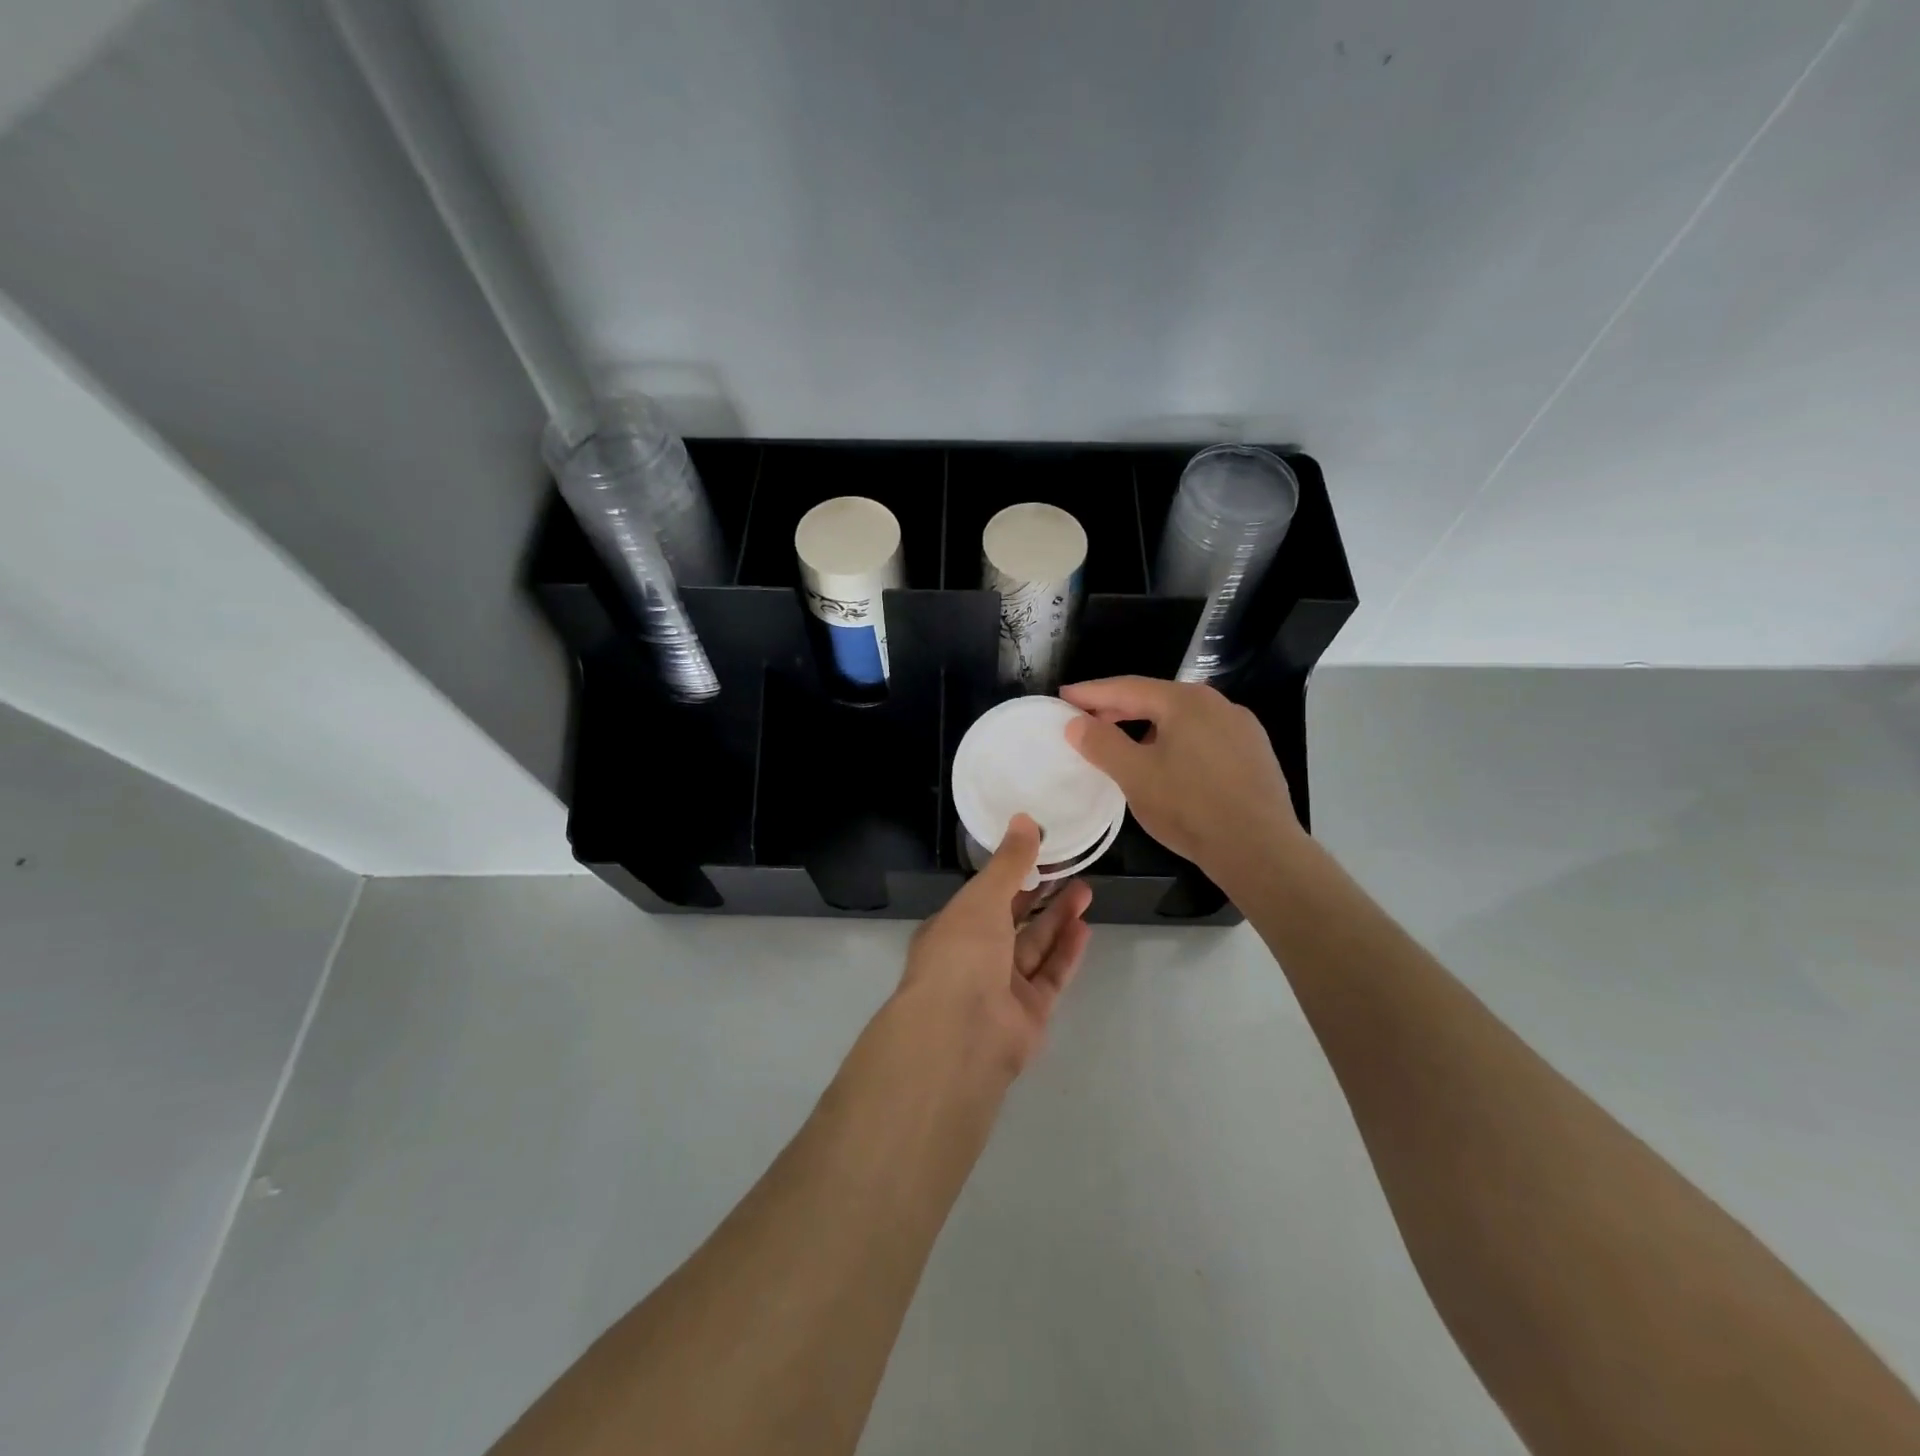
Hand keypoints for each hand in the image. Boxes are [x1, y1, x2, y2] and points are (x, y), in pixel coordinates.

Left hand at [896, 815, 1091, 1076]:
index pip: (984, 895)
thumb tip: (1025, 819)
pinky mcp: (1029, 1012)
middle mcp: (974, 957)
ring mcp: (1002, 987)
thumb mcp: (982, 897)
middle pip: (1012, 920)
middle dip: (1039, 894)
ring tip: (1086, 890)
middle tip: (1070, 868)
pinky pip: (1050, 976)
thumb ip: (1009, 862)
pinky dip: (1066, 952)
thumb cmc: (962, 953)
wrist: (962, 1033)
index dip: (1010, 873)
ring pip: (1034, 946)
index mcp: (952, 928)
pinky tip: (1084, 927)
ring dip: (1058, 918)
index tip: (1039, 852)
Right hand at [1062, 676, 1300, 884]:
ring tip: (1123, 745)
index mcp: (1186, 701)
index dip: (1092, 692)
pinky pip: (1203, 738)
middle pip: (1157, 699)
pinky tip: (1167, 766)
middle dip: (1118, 709)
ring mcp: (1242, 728)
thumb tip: (1076, 723)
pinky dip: (1175, 742)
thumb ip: (1101, 743)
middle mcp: (1218, 704)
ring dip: (1147, 727)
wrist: (1260, 849)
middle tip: (1086, 721)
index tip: (1064, 696)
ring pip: (1182, 720)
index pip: (1128, 687)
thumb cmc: (1189, 807)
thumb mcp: (1135, 775)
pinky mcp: (1254, 754)